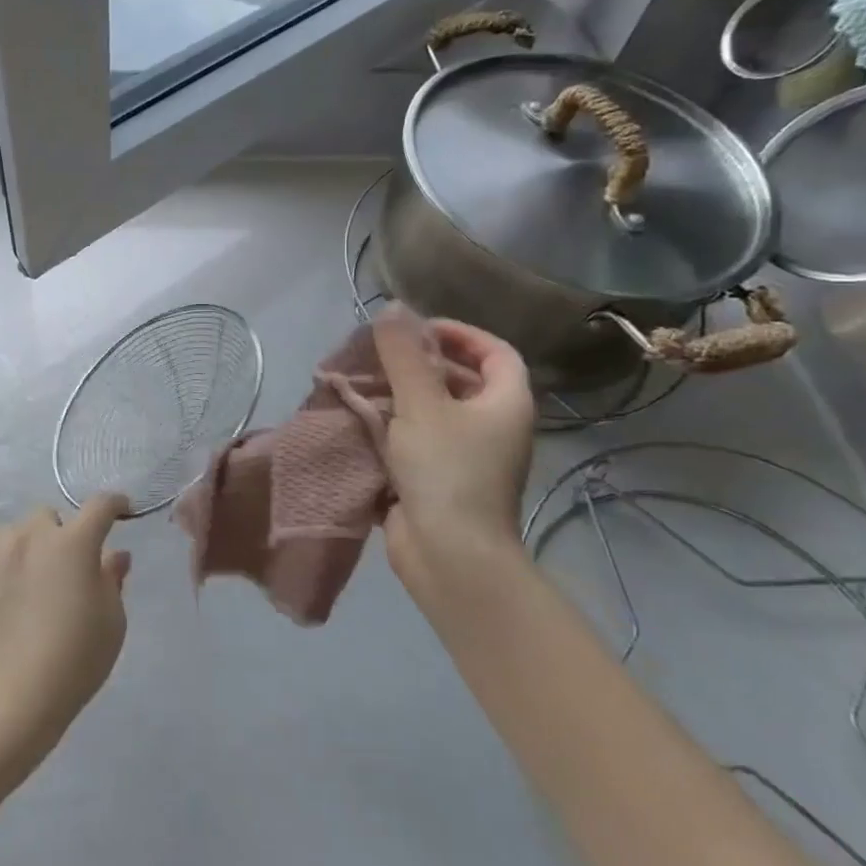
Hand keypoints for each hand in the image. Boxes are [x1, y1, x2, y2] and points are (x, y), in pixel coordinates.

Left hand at [0, 494, 130, 758]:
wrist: (12, 694)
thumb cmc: (75, 658)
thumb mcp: (112, 621)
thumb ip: (112, 578)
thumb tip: (114, 555)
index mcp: (74, 542)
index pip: (100, 506)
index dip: (115, 504)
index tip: (121, 510)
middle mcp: (33, 535)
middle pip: (51, 517)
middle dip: (61, 534)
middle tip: (65, 568)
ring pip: (18, 533)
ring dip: (29, 547)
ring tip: (30, 582)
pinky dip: (4, 564)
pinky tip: (5, 595)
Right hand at [372, 307, 535, 608]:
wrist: (450, 556)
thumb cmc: (446, 471)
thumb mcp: (421, 404)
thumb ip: (404, 355)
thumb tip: (394, 308)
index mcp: (505, 403)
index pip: (494, 352)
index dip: (460, 333)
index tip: (417, 329)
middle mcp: (493, 427)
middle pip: (461, 380)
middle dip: (419, 363)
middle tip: (379, 354)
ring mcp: (466, 457)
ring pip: (434, 411)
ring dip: (399, 395)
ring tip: (361, 382)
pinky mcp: (438, 480)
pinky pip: (417, 440)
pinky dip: (392, 427)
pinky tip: (359, 420)